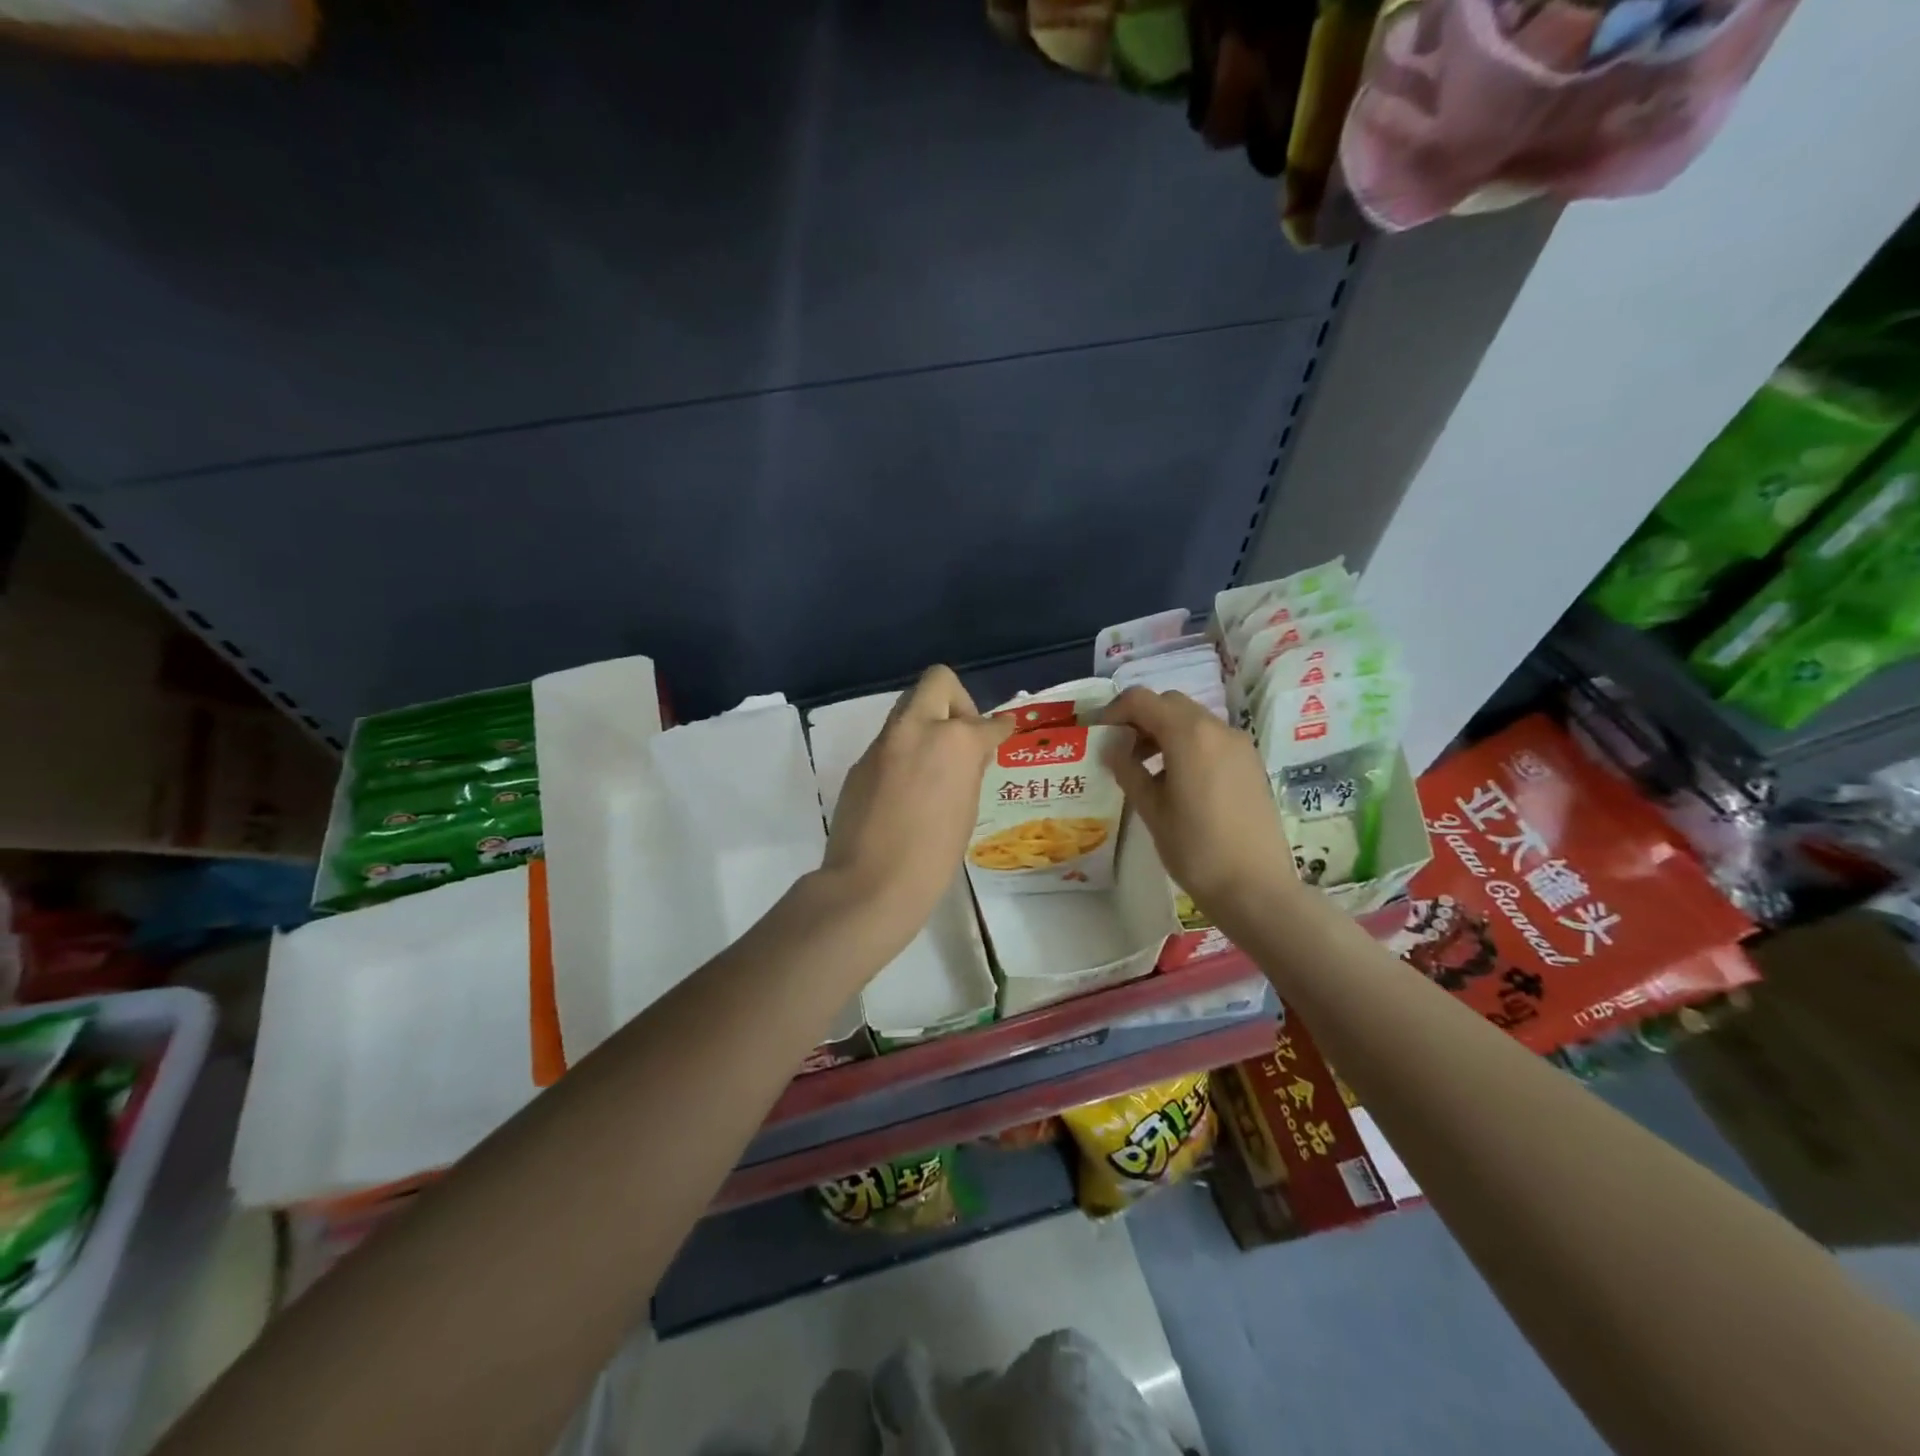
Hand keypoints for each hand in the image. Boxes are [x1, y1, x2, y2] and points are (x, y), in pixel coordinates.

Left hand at [822, 665, 1011, 951]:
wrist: (871, 883)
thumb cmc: (934, 856)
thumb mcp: (967, 809)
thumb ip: (969, 770)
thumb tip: (970, 754)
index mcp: (954, 741)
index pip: (986, 722)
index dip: (998, 729)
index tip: (1001, 732)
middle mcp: (917, 729)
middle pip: (938, 681)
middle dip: (956, 700)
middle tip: (961, 734)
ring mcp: (884, 743)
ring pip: (909, 710)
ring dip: (926, 726)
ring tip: (934, 767)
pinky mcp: (861, 762)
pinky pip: (890, 743)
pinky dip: (904, 754)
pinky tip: (906, 791)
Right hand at [1102, 687, 1298, 925]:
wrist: (1255, 887)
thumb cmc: (1195, 849)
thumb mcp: (1151, 809)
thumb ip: (1128, 769)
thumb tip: (1112, 747)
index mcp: (1189, 735)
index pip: (1142, 700)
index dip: (1115, 712)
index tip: (1101, 737)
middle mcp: (1217, 729)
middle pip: (1170, 704)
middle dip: (1141, 719)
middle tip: (1121, 751)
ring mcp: (1239, 745)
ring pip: (1193, 720)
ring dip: (1164, 732)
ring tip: (1146, 769)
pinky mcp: (1251, 764)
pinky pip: (1212, 739)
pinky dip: (1188, 745)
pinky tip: (1177, 781)